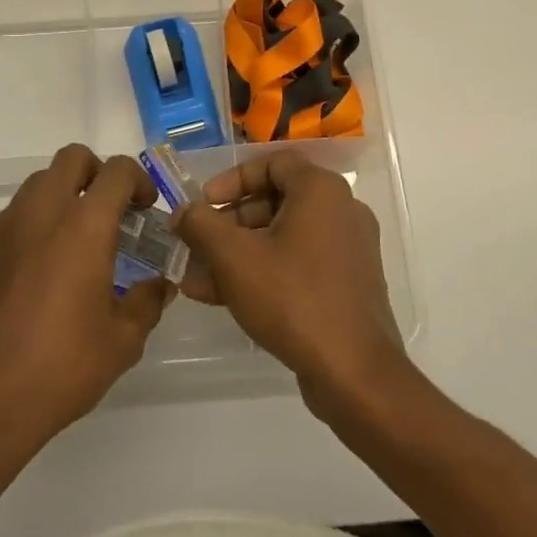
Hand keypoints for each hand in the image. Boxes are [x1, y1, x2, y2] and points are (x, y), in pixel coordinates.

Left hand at [0, 145, 171, 451]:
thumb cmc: (59, 368)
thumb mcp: (121, 342)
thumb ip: (147, 302)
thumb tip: (160, 285)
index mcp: (83, 227)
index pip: (115, 172)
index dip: (138, 180)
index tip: (146, 208)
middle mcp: (42, 214)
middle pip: (72, 158)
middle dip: (98, 173)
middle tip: (114, 210)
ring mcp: (7, 229)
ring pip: (41, 181)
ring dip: (66, 192)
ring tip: (82, 237)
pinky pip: (18, 212)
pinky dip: (40, 218)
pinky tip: (50, 264)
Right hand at [174, 150, 410, 416]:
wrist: (354, 373)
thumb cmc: (292, 299)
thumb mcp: (234, 258)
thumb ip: (201, 226)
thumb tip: (183, 212)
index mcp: (321, 190)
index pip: (271, 163)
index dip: (231, 180)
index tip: (204, 204)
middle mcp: (341, 210)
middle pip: (275, 201)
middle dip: (229, 224)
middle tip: (197, 246)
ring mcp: (348, 249)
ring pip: (283, 237)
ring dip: (239, 253)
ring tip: (198, 279)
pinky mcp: (347, 284)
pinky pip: (299, 263)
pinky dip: (264, 272)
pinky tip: (225, 298)